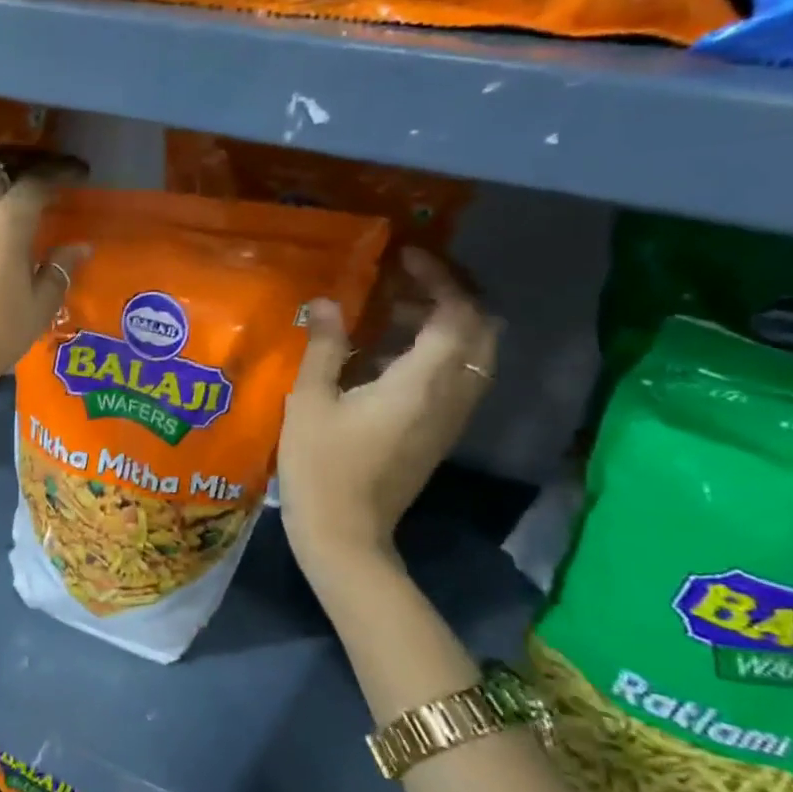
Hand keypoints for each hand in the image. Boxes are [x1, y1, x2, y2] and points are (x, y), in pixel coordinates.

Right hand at [278, 249, 497, 582]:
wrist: (346, 533)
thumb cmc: (321, 465)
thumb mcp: (311, 401)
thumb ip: (323, 345)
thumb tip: (325, 302)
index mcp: (423, 382)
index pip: (457, 312)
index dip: (439, 277)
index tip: (405, 258)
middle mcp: (452, 395)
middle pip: (481, 329)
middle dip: (454, 294)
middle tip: (408, 280)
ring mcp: (452, 416)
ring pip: (476, 353)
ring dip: (448, 322)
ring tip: (395, 312)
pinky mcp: (441, 433)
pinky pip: (460, 377)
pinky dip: (440, 351)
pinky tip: (390, 356)